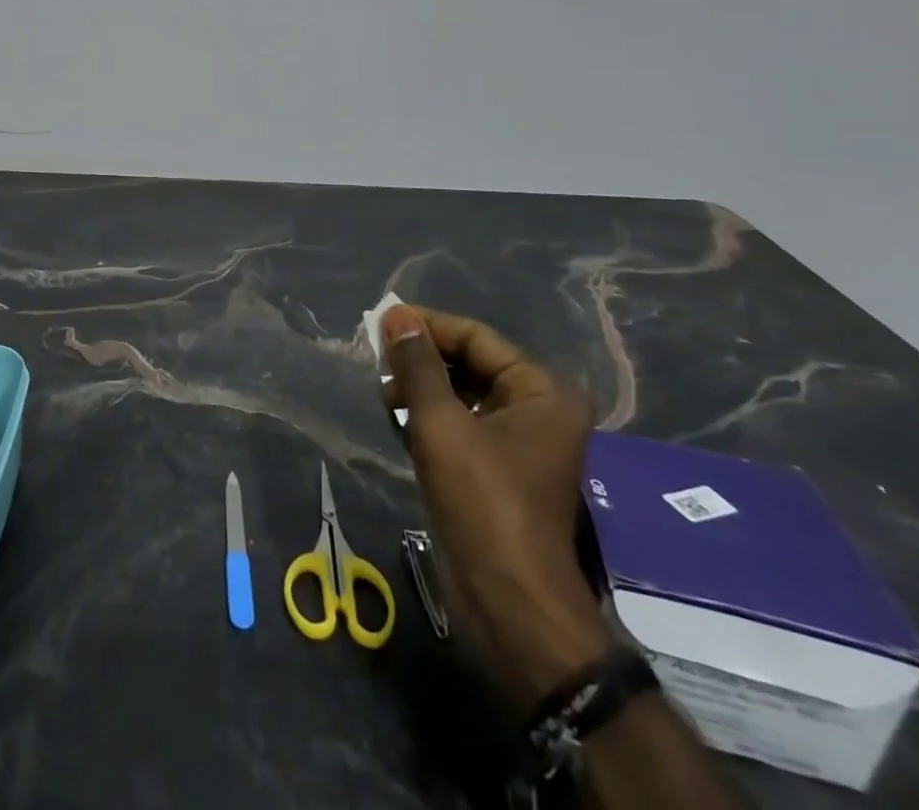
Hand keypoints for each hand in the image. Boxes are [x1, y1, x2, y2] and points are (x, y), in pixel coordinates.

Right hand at [382, 304, 611, 705]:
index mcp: (542, 392)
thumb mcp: (440, 424)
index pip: (476, 338)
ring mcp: (521, 442)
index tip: (381, 322)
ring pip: (463, 393)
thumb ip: (417, 364)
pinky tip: (398, 415)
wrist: (509, 602)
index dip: (427, 326)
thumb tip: (396, 315)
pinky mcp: (500, 469)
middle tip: (377, 358)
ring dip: (423, 386)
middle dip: (423, 358)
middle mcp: (538, 410)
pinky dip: (430, 414)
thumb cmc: (482, 502)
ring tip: (384, 390)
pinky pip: (462, 423)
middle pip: (471, 363)